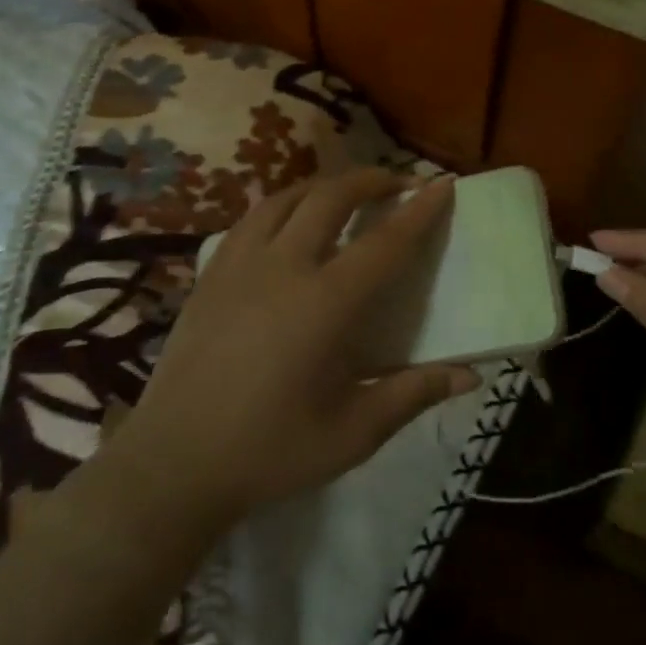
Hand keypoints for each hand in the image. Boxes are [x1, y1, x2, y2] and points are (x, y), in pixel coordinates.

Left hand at [107, 169, 479, 523]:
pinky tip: (288, 222)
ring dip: (324, 185)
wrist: (173, 465)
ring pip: (285, 198)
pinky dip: (282, 205)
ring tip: (347, 192)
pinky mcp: (209, 276)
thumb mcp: (353, 432)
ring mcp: (238, 266)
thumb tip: (471, 375)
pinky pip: (251, 219)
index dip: (418, 211)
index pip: (384, 243)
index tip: (442, 184)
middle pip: (330, 198)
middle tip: (397, 182)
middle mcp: (282, 269)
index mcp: (324, 304)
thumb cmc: (271, 451)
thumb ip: (413, 394)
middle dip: (370, 179)